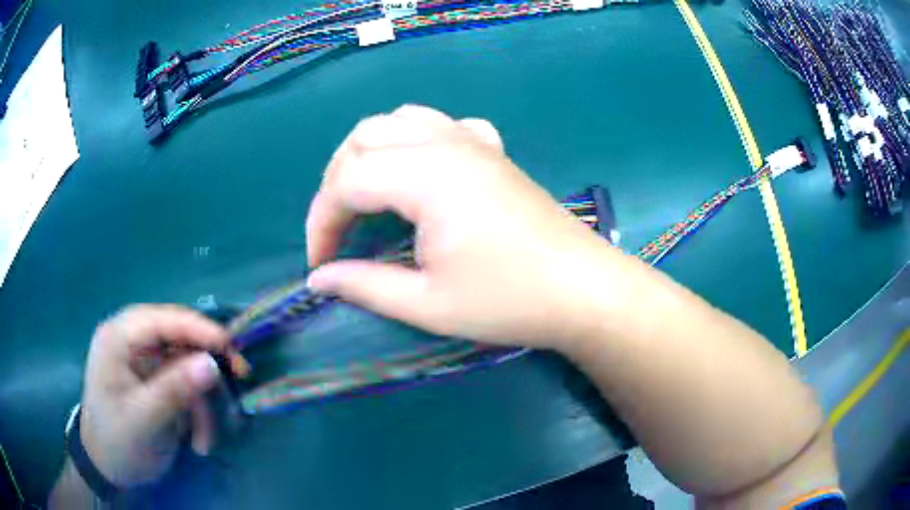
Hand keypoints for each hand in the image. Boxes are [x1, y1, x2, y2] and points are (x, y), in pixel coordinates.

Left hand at [78, 305, 242, 487]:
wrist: (107, 467)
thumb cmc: (116, 441)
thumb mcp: (143, 420)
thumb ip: (174, 390)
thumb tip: (212, 363)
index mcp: (118, 338)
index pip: (161, 319)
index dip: (198, 328)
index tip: (231, 348)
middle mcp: (132, 342)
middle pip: (178, 338)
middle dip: (207, 363)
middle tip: (240, 376)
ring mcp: (144, 362)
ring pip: (187, 366)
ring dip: (202, 402)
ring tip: (206, 438)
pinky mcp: (155, 381)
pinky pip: (186, 387)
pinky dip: (197, 413)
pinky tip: (197, 441)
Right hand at [306, 105, 622, 347]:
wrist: (582, 291)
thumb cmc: (509, 301)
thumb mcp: (428, 304)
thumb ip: (364, 286)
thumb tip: (318, 279)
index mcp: (427, 176)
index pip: (347, 181)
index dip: (322, 222)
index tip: (320, 264)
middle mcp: (445, 143)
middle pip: (363, 138)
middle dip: (336, 182)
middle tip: (337, 230)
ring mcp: (472, 140)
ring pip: (398, 120)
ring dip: (368, 152)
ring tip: (363, 195)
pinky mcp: (492, 150)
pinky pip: (441, 124)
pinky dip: (414, 139)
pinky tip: (420, 169)